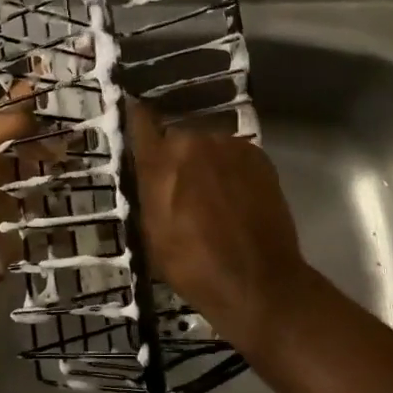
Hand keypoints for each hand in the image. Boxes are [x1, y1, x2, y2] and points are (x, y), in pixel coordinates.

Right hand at [127, 102, 312, 353]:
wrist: (258, 281)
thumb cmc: (193, 265)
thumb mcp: (153, 232)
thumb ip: (148, 189)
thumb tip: (147, 164)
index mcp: (162, 160)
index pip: (141, 123)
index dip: (137, 118)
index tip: (132, 111)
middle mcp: (195, 141)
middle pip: (180, 139)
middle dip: (178, 159)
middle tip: (181, 191)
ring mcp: (232, 146)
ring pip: (210, 147)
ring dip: (207, 164)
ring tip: (213, 199)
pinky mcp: (260, 157)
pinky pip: (235, 156)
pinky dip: (231, 170)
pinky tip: (236, 199)